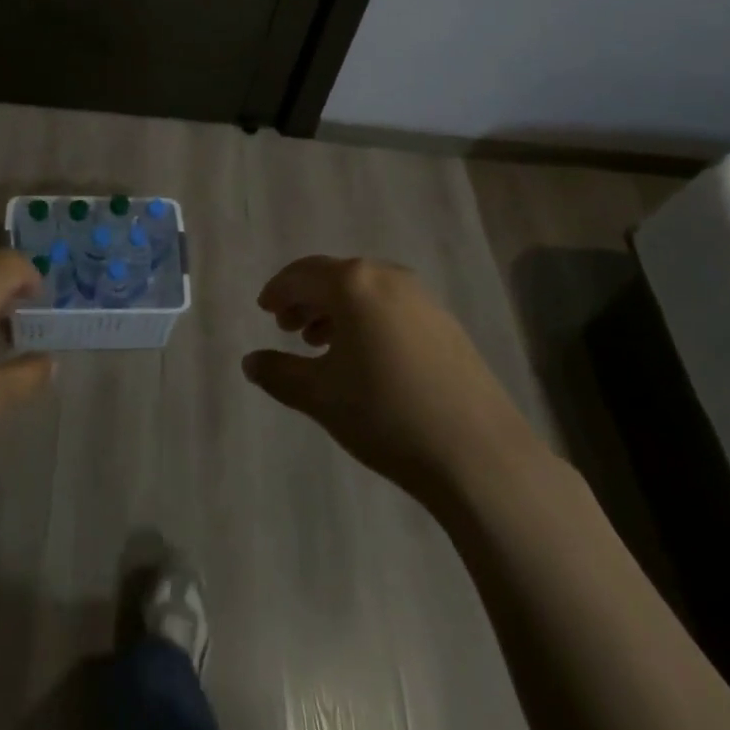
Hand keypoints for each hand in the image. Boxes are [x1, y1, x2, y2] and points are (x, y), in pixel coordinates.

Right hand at [242, 257, 538, 506]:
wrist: (478, 455)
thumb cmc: (385, 414)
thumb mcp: (320, 396)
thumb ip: (279, 373)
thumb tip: (250, 362)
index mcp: (353, 283)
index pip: (303, 274)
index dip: (278, 290)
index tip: (264, 310)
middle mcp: (388, 277)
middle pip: (335, 277)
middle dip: (307, 299)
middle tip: (286, 327)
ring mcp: (423, 299)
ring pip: (366, 292)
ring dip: (337, 311)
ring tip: (321, 344)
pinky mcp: (447, 325)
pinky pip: (392, 308)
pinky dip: (368, 320)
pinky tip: (366, 358)